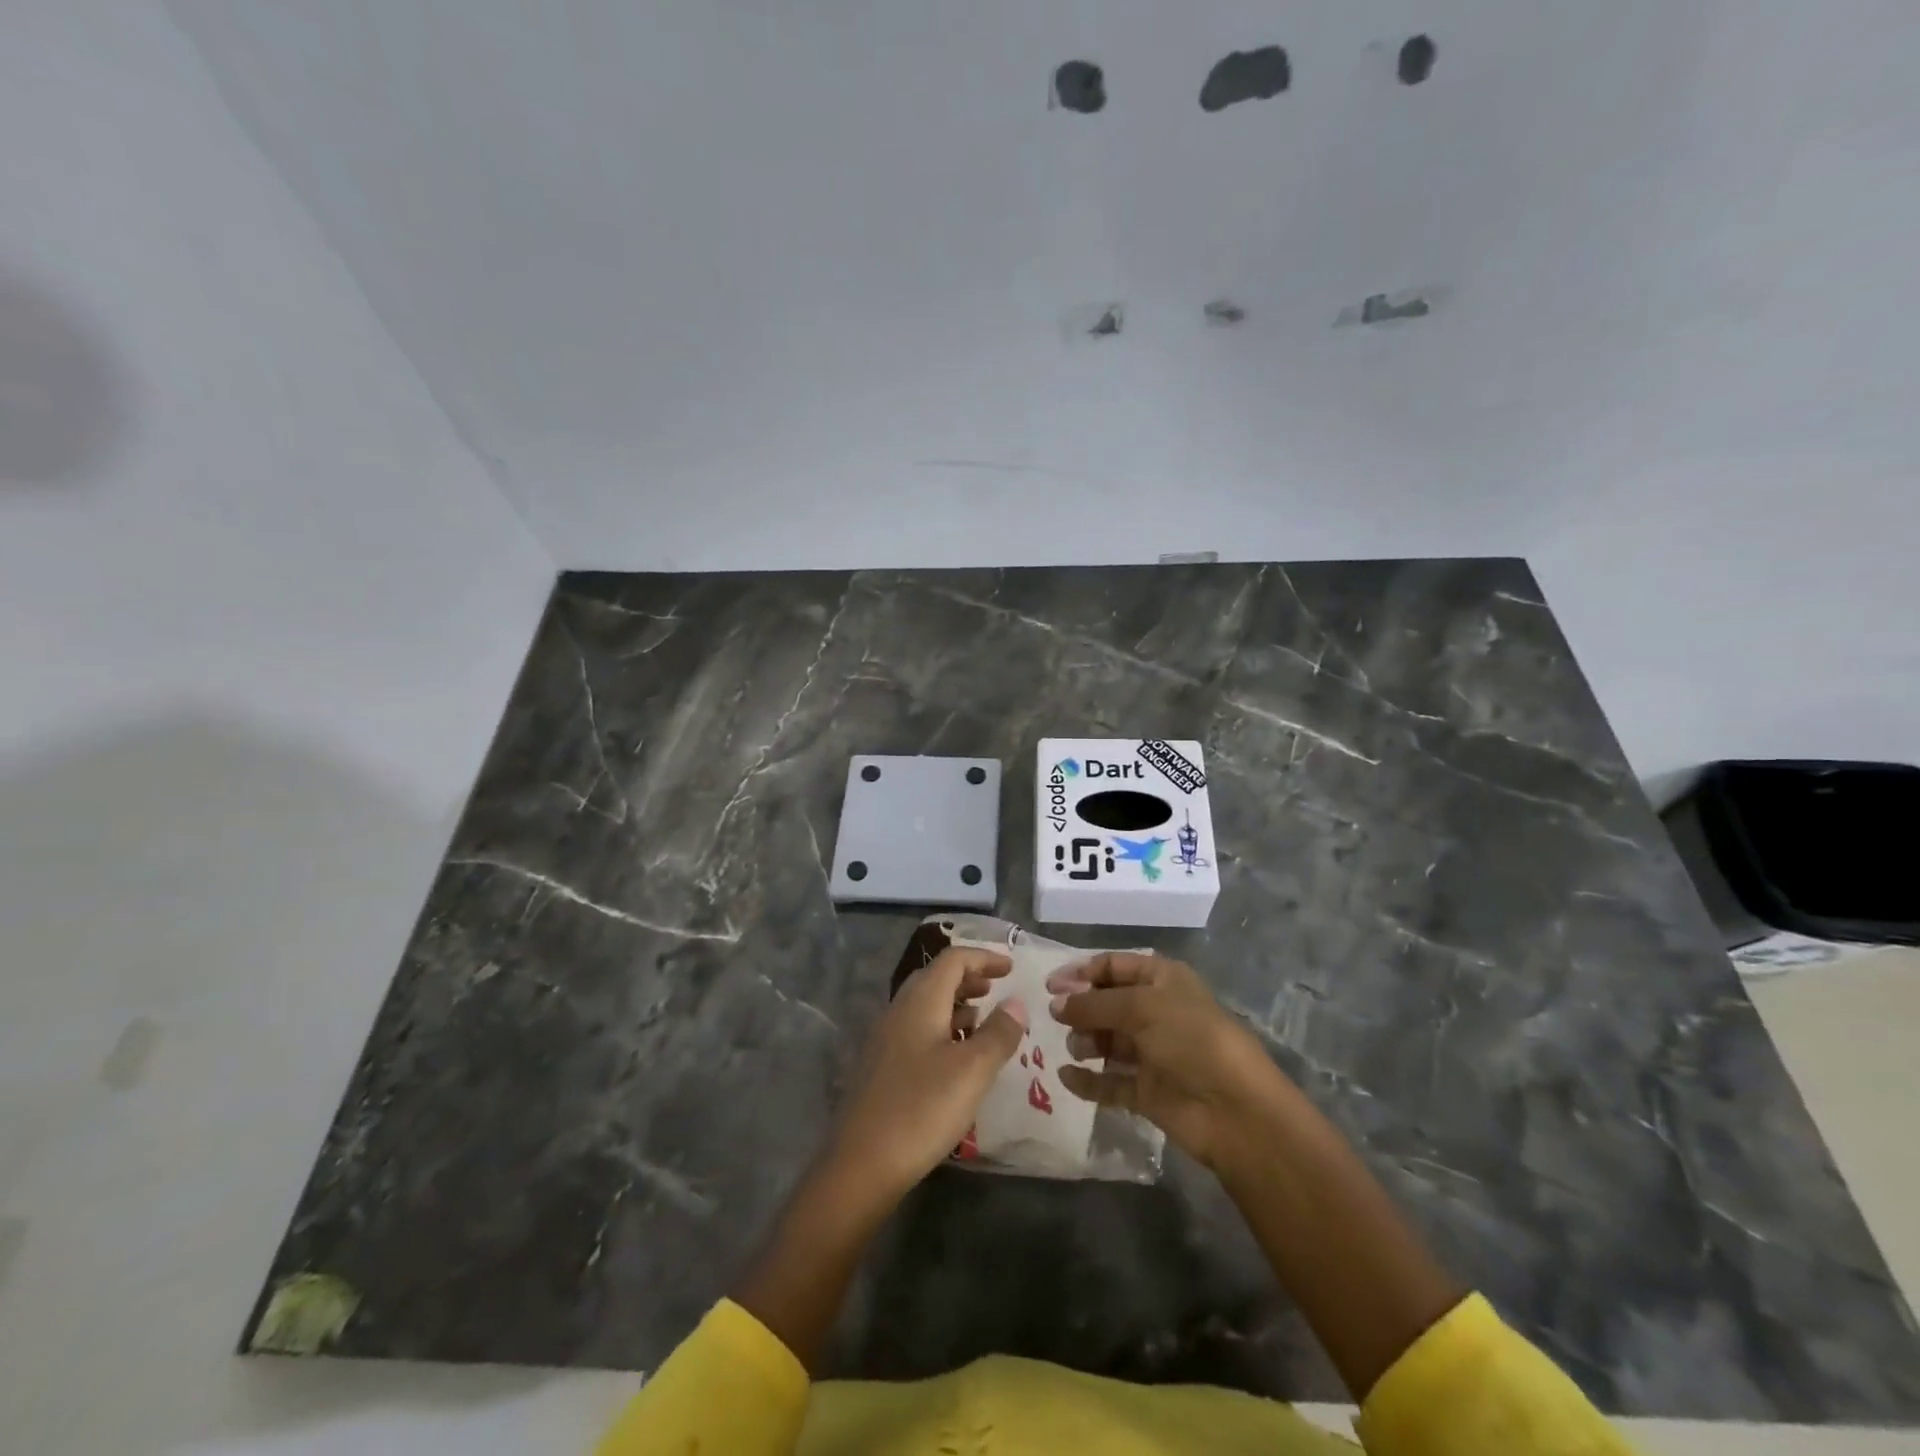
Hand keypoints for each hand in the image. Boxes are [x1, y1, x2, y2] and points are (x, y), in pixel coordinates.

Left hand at [828, 945, 1028, 1203]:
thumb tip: (1016, 1002)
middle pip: (936, 978)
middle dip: (969, 978)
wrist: (861, 1163)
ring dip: (956, 1005)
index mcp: (920, 1001)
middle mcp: (899, 1010)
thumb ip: (998, 1033)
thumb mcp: (973, 1071)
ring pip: (925, 1005)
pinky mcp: (881, 1066)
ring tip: (983, 1022)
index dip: (984, 957)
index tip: (1012, 968)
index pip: (953, 959)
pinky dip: (943, 1029)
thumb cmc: (922, 1108)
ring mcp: (885, 1038)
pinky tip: (957, 1058)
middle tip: (997, 991)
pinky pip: (917, 1030)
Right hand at [1049, 951, 1289, 1171]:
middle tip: (1056, 1018)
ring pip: (1107, 1041)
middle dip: (1081, 1008)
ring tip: (1077, 1048)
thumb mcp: (1142, 1007)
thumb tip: (1055, 1004)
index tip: (1050, 986)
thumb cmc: (1192, 1039)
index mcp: (1162, 980)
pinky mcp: (1147, 1091)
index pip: (1113, 966)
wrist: (1236, 1110)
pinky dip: (1088, 1081)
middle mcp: (1156, 1012)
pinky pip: (1109, 1082)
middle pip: (1107, 1003)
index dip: (1081, 972)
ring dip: (1085, 1041)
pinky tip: (1066, 1077)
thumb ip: (1093, 1004)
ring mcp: (1152, 1053)